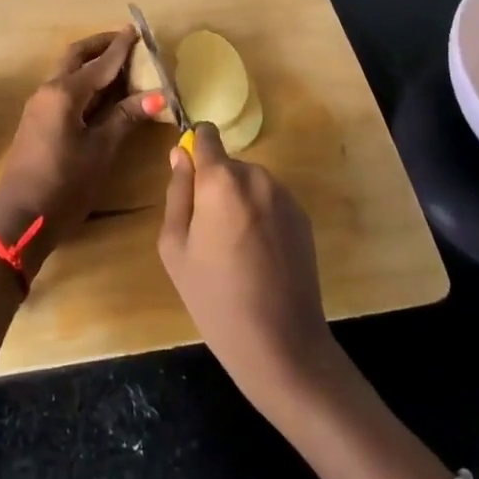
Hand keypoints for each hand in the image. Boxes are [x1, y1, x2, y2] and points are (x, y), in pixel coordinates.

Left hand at [0, 28, 159, 274]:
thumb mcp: (101, 151)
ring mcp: (39, 106)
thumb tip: (157, 94)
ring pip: (67, 72)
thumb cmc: (64, 186)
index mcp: (64, 94)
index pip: (100, 63)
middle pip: (76, 57)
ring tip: (120, 65)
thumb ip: (126, 118)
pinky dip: (84, 82)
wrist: (20, 220)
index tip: (138, 30)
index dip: (121, 48)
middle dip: (101, 46)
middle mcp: (48, 91)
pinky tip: (102, 94)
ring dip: (91, 64)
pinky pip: (63, 89)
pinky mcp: (37, 121)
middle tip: (127, 42)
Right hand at [157, 125, 337, 417]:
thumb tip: (180, 154)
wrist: (281, 343)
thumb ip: (177, 192)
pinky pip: (271, 202)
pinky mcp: (303, 217)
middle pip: (227, 165)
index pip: (206, 135)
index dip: (195, 149)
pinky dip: (260, 216)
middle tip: (207, 234)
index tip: (188, 178)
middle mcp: (257, 176)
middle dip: (214, 186)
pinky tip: (259, 256)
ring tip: (234, 250)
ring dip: (238, 201)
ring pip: (250, 183)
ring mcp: (285, 196)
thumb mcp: (175, 247)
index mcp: (221, 180)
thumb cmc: (215, 297)